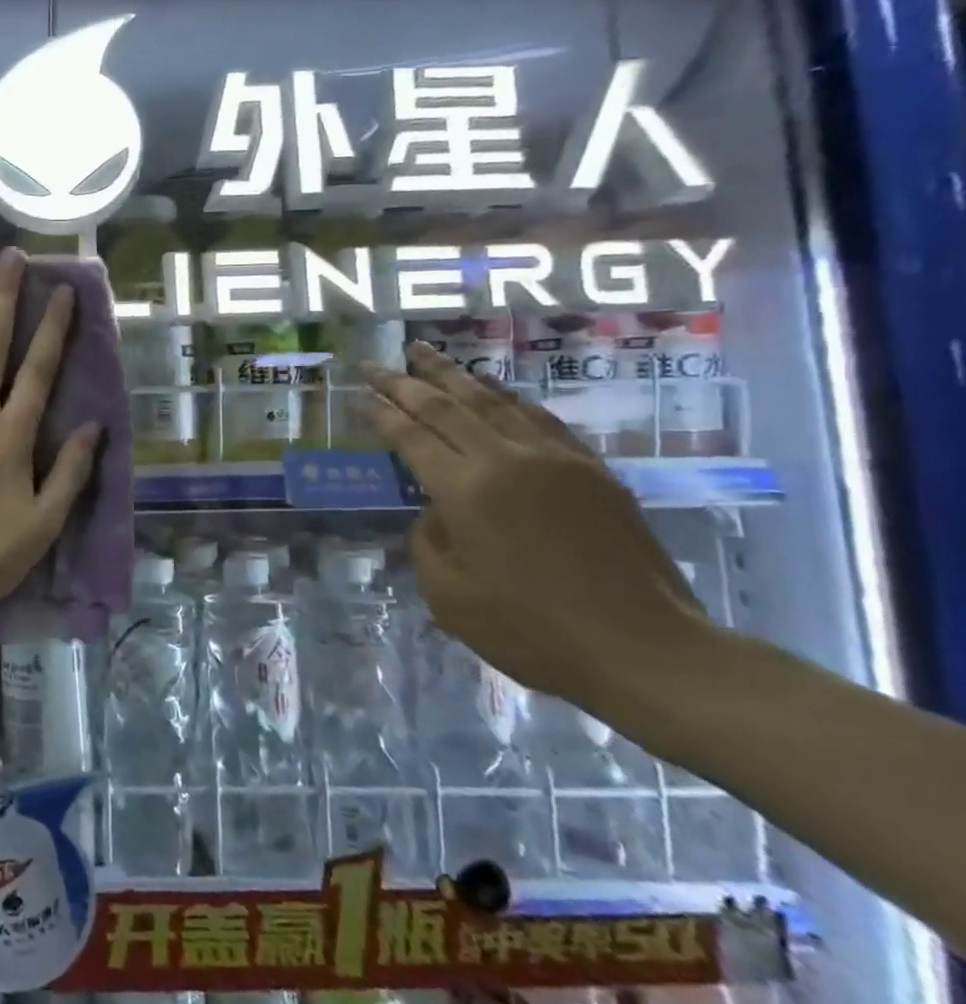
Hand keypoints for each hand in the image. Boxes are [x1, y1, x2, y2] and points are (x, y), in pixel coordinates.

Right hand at [361, 340, 717, 703]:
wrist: (644, 649)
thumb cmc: (532, 631)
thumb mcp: (449, 597)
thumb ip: (428, 542)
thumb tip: (436, 511)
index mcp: (466, 491)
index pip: (412, 437)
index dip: (382, 413)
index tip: (359, 393)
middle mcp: (507, 460)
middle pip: (446, 407)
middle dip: (405, 382)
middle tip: (375, 363)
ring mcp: (555, 459)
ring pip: (494, 401)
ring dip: (454, 375)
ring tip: (426, 354)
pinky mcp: (592, 470)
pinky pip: (539, 418)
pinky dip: (508, 397)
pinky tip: (494, 389)